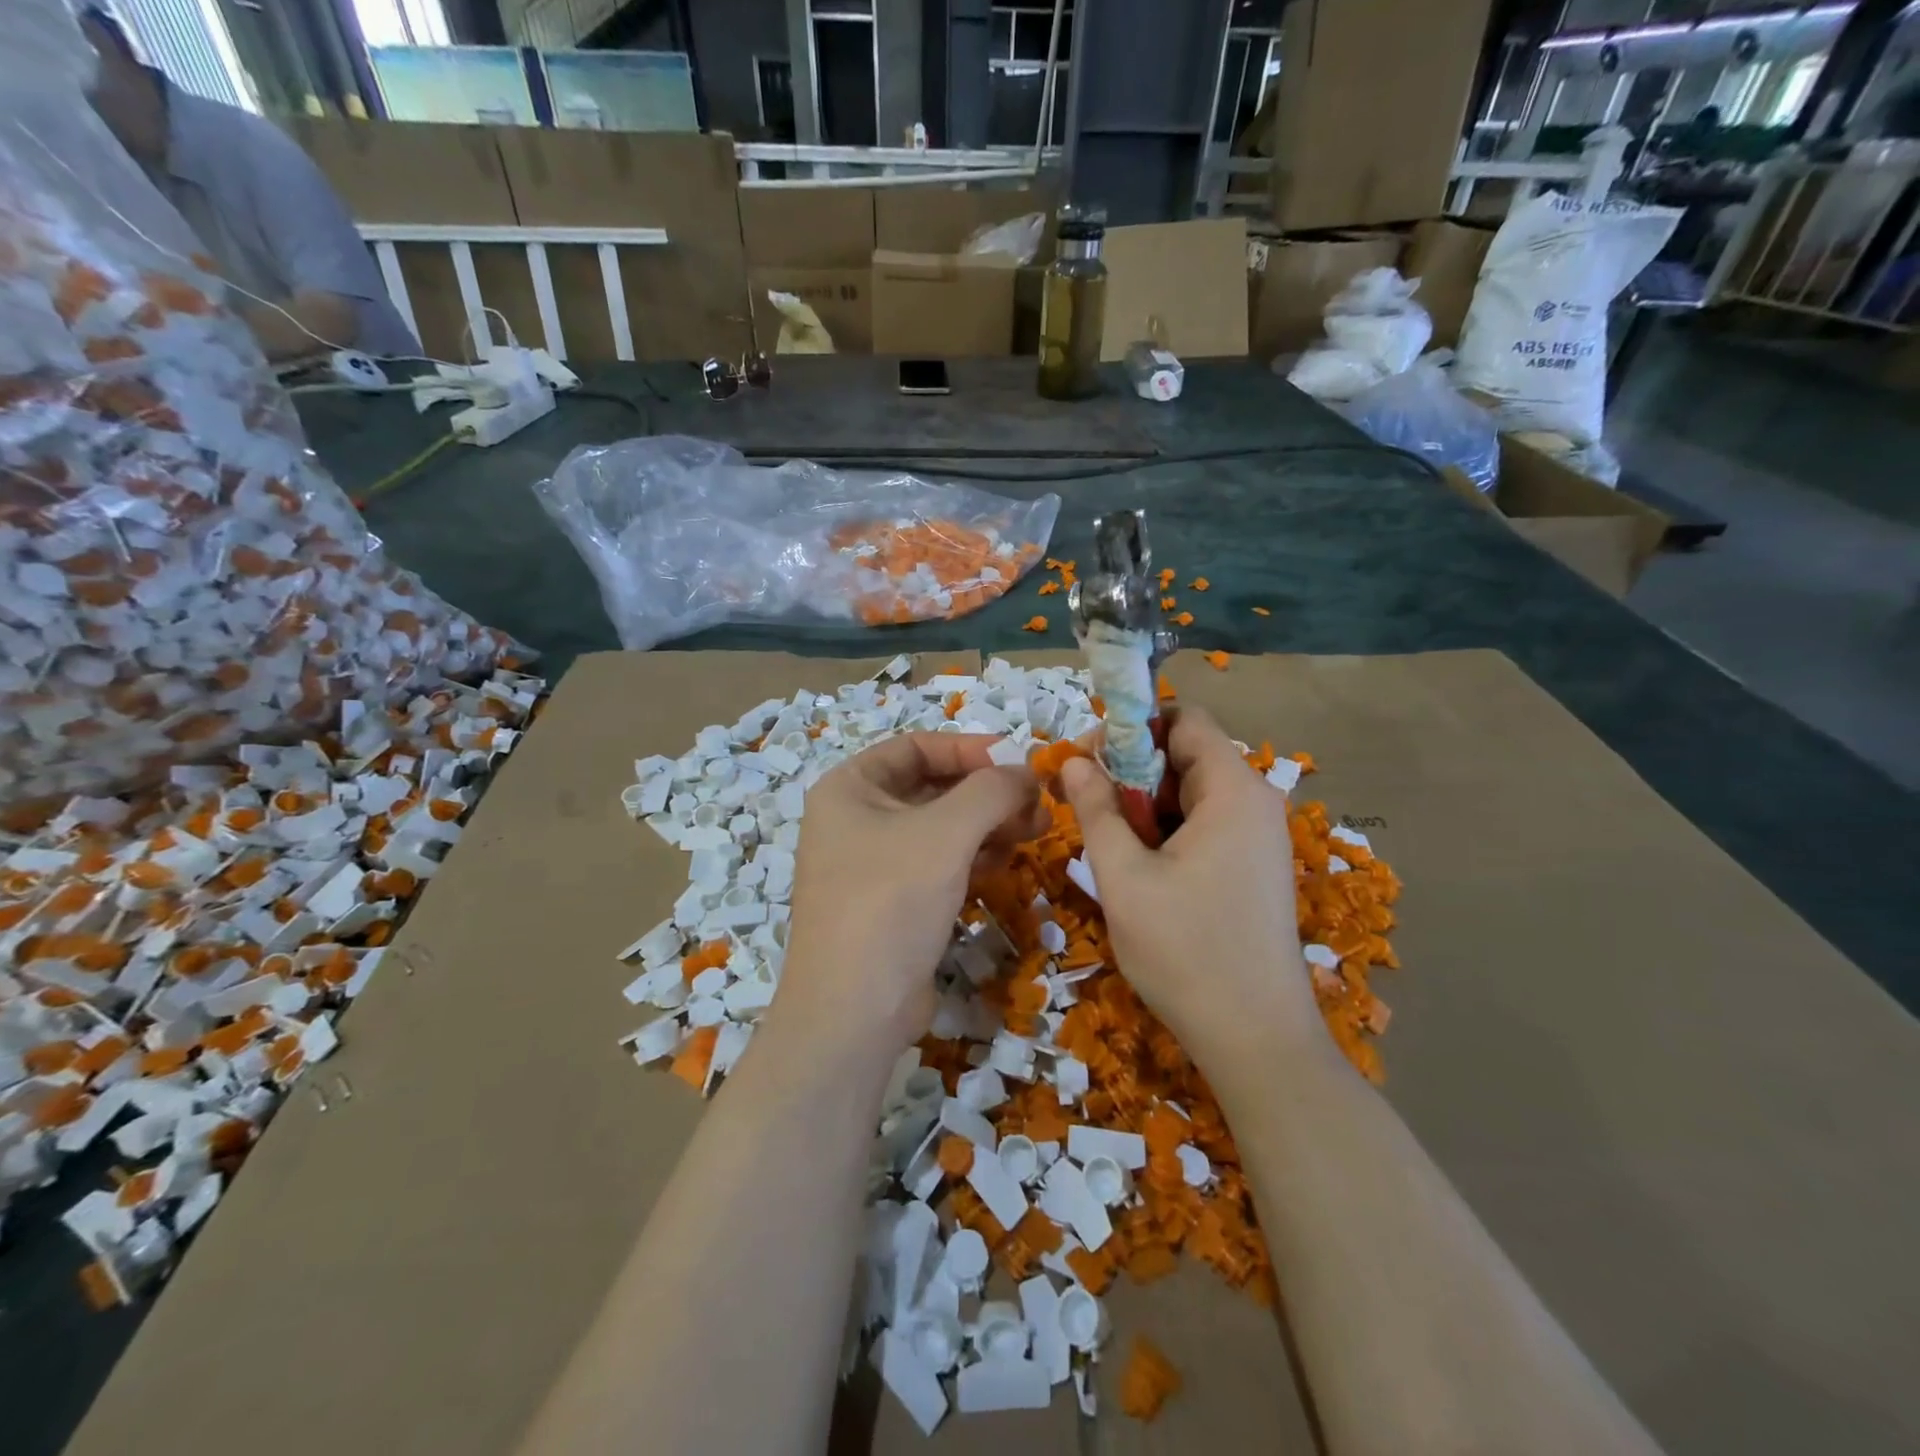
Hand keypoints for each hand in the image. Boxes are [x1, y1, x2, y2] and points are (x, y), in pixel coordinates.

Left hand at [775, 734, 1043, 1056]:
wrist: (854, 1011)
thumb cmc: (891, 900)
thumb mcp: (946, 833)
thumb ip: (992, 790)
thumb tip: (1026, 772)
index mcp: (850, 788)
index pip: (917, 747)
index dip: (970, 748)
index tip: (1020, 760)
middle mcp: (855, 819)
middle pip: (933, 788)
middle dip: (987, 793)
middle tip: (1038, 804)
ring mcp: (871, 864)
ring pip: (941, 828)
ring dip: (987, 826)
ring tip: (1033, 832)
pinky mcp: (892, 903)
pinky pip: (938, 864)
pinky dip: (972, 858)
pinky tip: (1003, 864)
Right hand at [1060, 708, 1316, 1060]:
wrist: (1256, 1040)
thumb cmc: (1185, 951)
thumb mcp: (1123, 876)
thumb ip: (1095, 809)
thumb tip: (1072, 760)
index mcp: (1233, 789)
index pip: (1184, 720)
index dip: (1132, 727)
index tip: (1087, 759)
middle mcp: (1255, 802)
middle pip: (1187, 755)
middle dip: (1132, 771)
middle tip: (1087, 806)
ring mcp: (1259, 838)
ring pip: (1191, 794)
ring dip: (1145, 806)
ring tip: (1110, 847)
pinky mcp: (1254, 868)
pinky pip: (1205, 825)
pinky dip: (1168, 832)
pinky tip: (1142, 871)